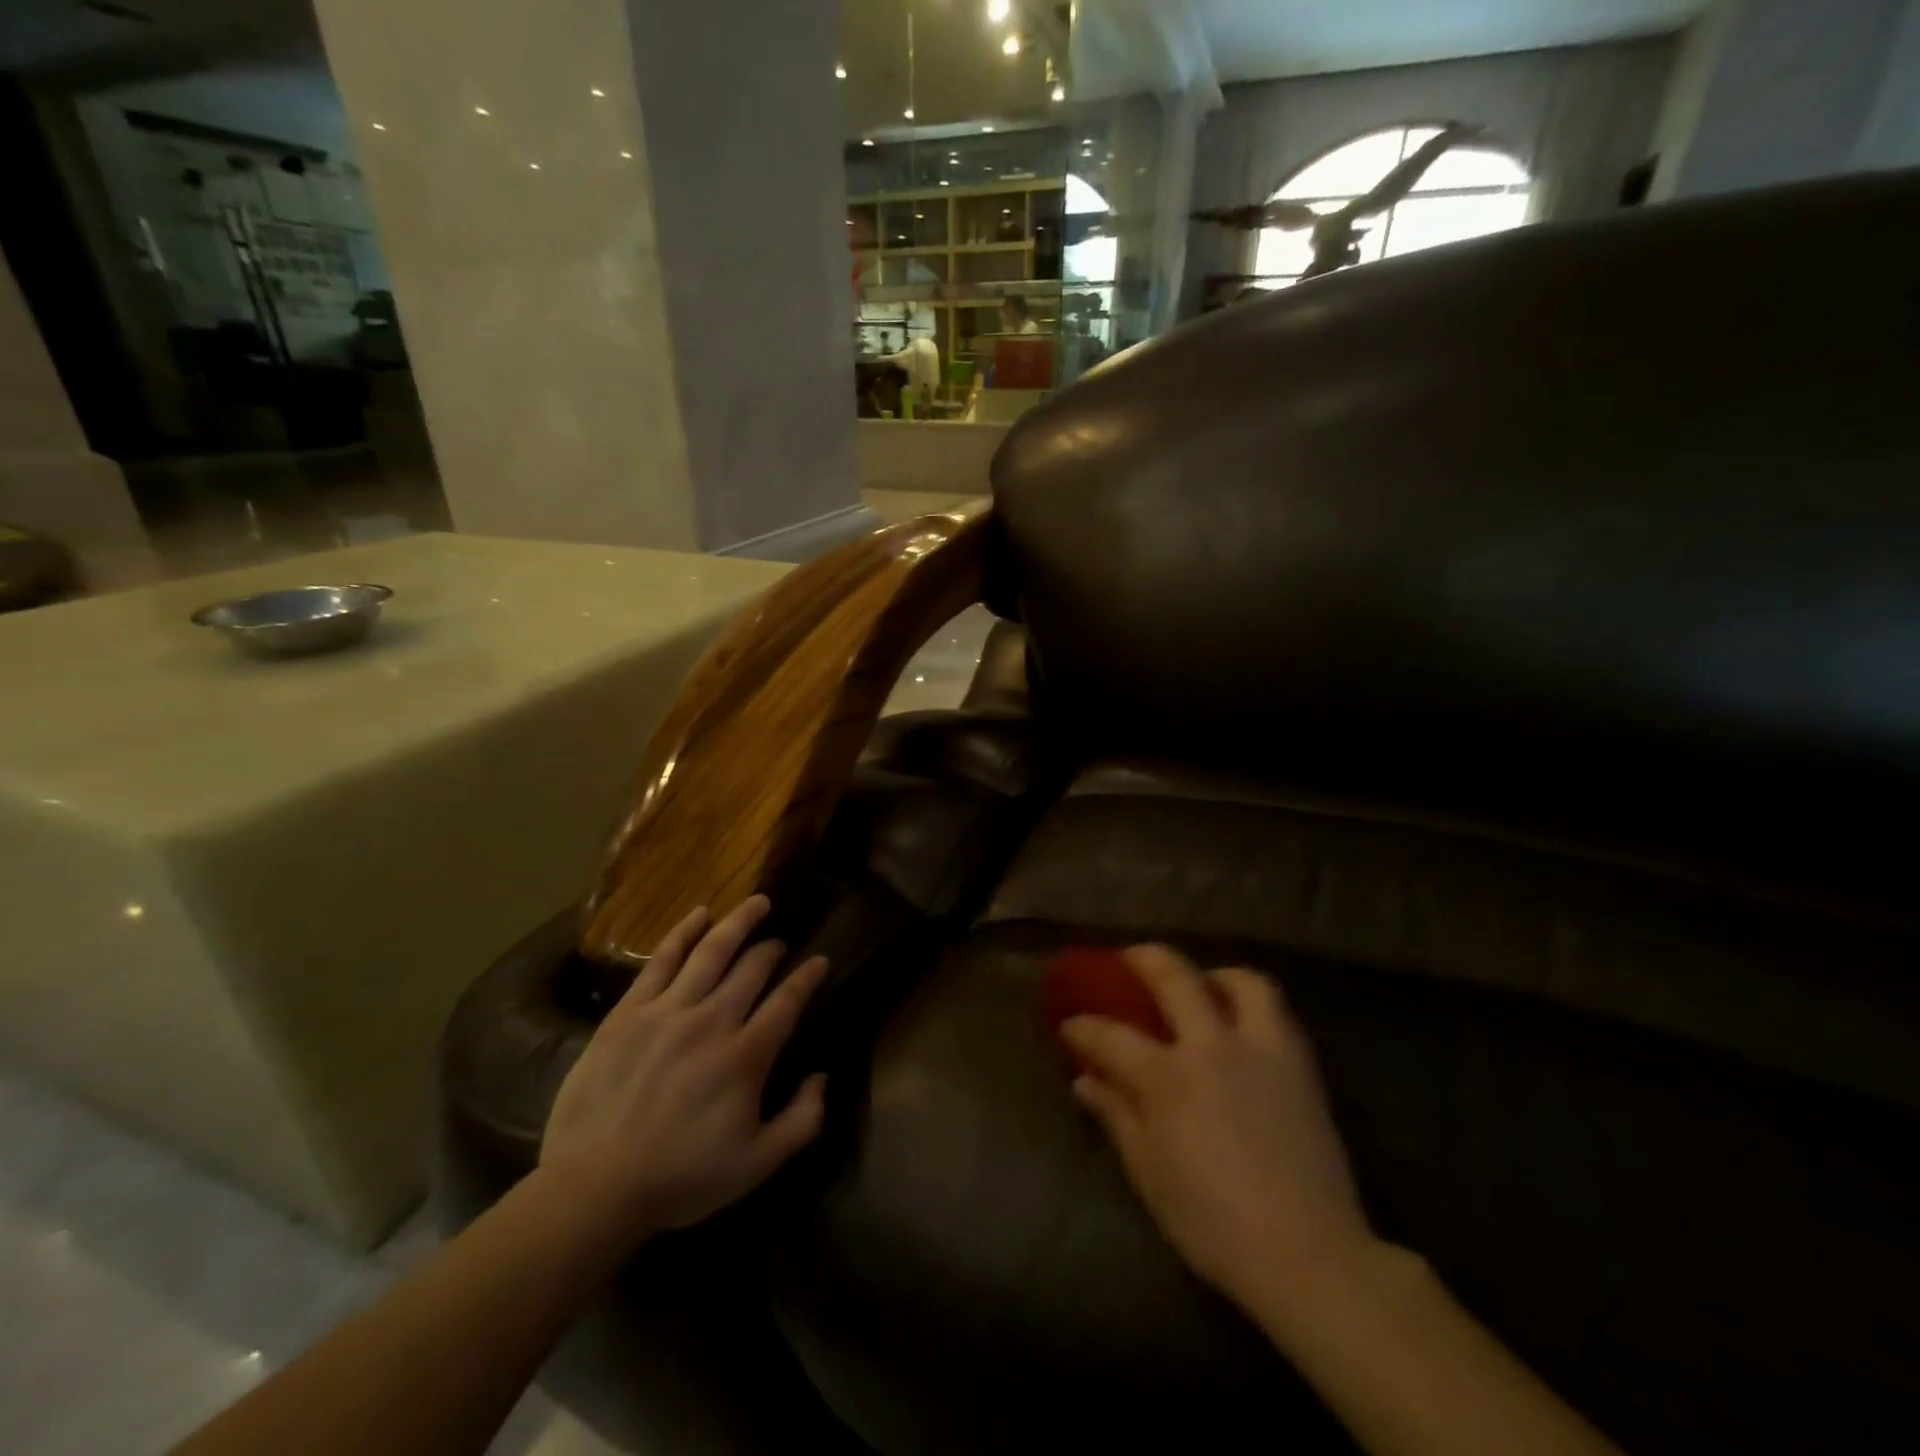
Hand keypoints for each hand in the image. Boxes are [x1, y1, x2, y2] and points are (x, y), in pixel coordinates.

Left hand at [540, 896, 828, 1234]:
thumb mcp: (757, 1165)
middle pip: (753, 967)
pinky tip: (699, 914)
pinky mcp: (629, 1012)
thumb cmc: (680, 1178)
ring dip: (739, 922)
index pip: (788, 1000)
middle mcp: (712, 1021)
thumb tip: (822, 1077)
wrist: (594, 1188)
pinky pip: (661, 960)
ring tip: (756, 903)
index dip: (809, 976)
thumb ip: (801, 1121)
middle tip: (780, 942)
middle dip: (773, 949)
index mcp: (746, 1056)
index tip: (820, 961)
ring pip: (712, 951)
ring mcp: (668, 1011)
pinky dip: (683, 932)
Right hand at [1063, 946, 1374, 1313]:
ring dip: (1214, 975)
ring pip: (1242, 981)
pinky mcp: (1301, 1067)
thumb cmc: (1213, 1223)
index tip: (1069, 1025)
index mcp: (1168, 1077)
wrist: (1309, 1256)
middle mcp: (1213, 1047)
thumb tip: (1084, 1081)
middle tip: (1128, 960)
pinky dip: (1253, 1007)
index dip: (1082, 1026)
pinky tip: (1241, 1029)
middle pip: (1174, 977)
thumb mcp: (1149, 1173)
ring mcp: (1262, 1051)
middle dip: (1143, 959)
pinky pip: (1277, 1014)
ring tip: (1202, 987)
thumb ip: (1116, 1115)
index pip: (1111, 1035)